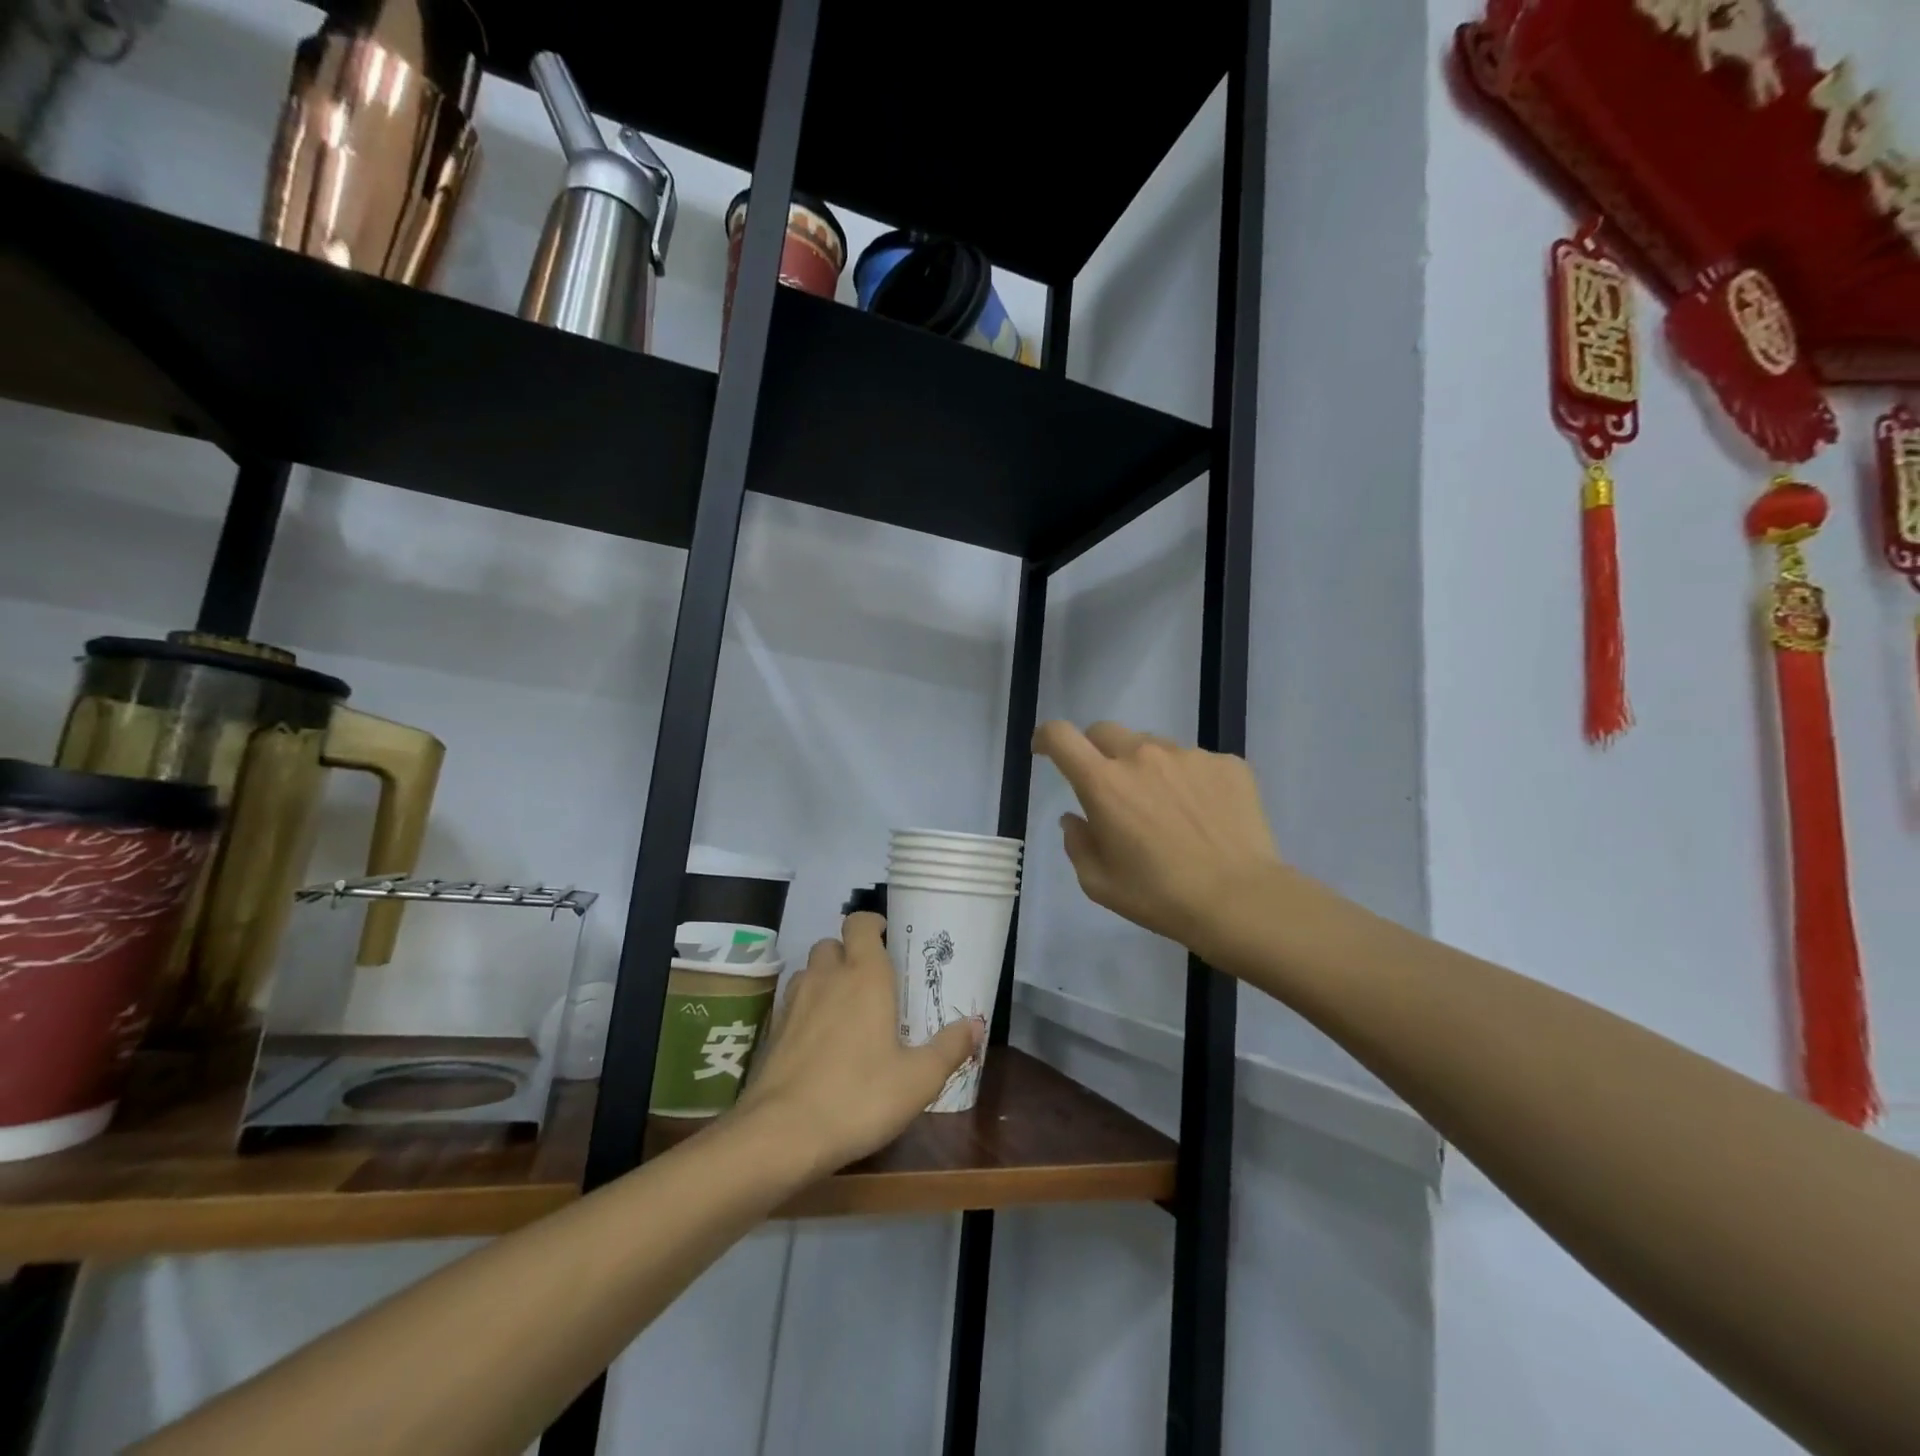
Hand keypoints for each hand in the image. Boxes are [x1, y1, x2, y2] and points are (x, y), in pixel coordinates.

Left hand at [732, 913, 981, 1175]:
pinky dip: (807, 1008)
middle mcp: (826, 977)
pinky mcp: (772, 1030)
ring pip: (810, 971)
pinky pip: (793, 1002)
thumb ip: (949, 1047)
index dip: (873, 924)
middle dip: (850, 953)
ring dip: (826, 979)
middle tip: (873, 982)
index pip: (860, 923)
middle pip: (832, 944)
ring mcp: (794, 1002)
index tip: (889, 939)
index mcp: (864, 975)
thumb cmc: (858, 1097)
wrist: (780, 1135)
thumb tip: (976, 1024)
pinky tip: (820, 1041)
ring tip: (846, 1010)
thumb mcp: (918, 1079)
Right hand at [1032, 720, 1284, 956]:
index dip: (1046, 737)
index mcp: (1104, 783)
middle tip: (1110, 788)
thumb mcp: (1099, 883)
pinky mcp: (1226, 763)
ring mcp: (1188, 755)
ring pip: (1153, 747)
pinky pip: (1195, 763)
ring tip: (1167, 811)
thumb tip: (1075, 818)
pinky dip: (1189, 781)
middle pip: (1105, 732)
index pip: (1062, 736)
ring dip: (1147, 768)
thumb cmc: (1160, 897)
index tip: (1045, 749)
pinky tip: (1203, 816)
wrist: (1241, 901)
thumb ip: (1077, 843)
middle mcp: (1142, 756)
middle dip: (1097, 752)